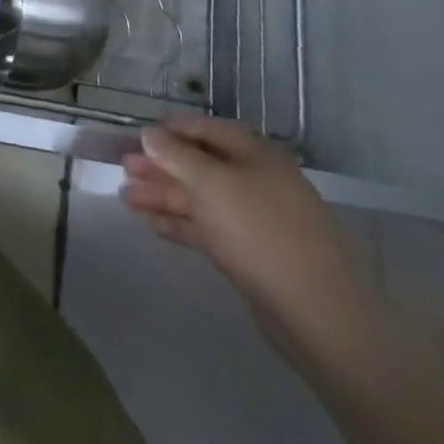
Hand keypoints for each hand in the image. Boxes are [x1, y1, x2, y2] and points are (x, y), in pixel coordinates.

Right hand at [122, 117, 385, 367]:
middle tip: (124, 170)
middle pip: (200, 165)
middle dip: (161, 166)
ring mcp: (256, 219)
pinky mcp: (253, 254)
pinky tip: (153, 225)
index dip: (170, 130)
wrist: (320, 314)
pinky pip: (209, 228)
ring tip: (126, 199)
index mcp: (254, 154)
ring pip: (201, 198)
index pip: (205, 129)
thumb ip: (175, 155)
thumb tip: (150, 133)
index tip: (136, 136)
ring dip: (163, 195)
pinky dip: (181, 224)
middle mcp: (256, 180)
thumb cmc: (260, 231)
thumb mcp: (210, 183)